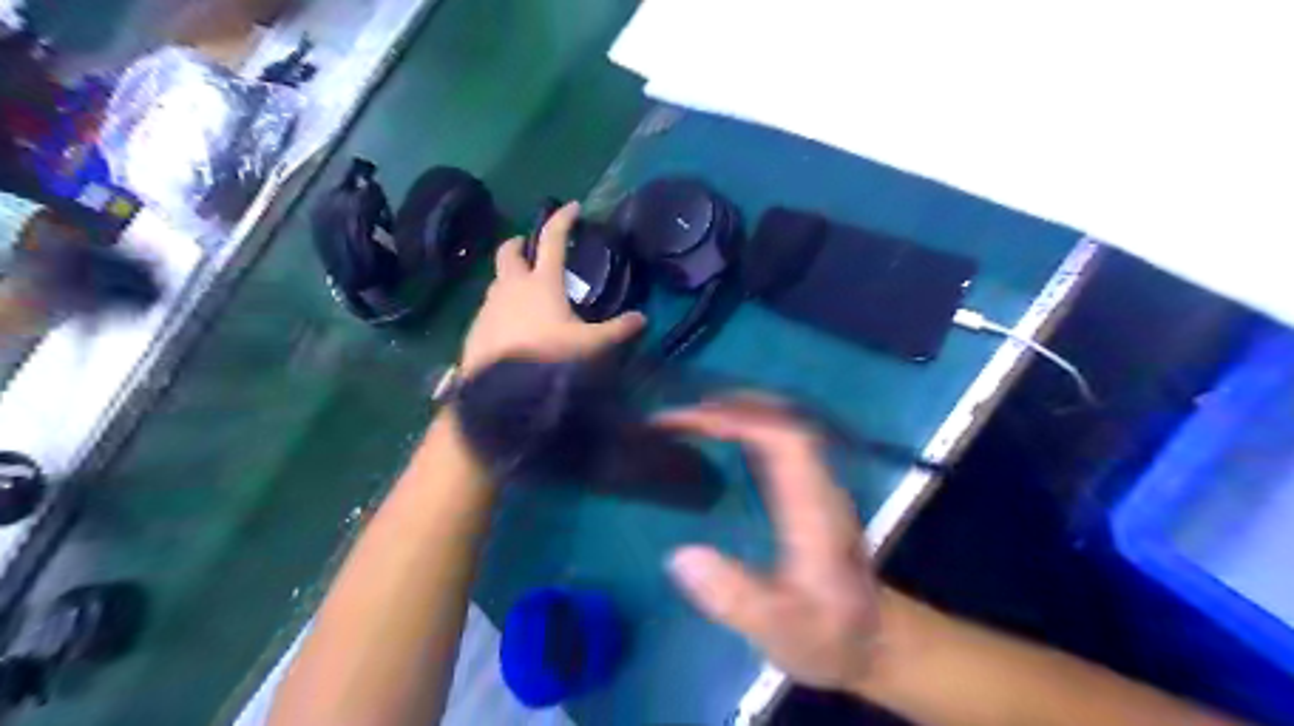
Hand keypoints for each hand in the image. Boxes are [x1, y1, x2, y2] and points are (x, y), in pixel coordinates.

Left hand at [462, 202, 646, 375]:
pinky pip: (489, 307)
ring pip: (497, 279)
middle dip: (520, 243)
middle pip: (509, 251)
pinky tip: (511, 325)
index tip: (573, 208)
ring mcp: (489, 305)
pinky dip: (501, 306)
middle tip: (531, 248)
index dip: (563, 220)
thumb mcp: (590, 345)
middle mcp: (511, 285)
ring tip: (525, 292)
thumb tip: (642, 319)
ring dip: (509, 277)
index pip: (553, 239)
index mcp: (541, 282)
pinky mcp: (476, 326)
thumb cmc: (549, 356)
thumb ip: (617, 330)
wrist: (500, 389)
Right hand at [660, 396, 878, 690]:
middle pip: (784, 418)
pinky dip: (745, 425)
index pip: (784, 439)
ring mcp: (817, 482)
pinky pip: (778, 439)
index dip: (738, 418)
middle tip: (679, 414)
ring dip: (737, 410)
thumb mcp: (783, 631)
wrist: (874, 641)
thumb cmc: (829, 636)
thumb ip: (737, 598)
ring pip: (783, 423)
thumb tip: (680, 556)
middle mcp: (819, 483)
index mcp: (814, 508)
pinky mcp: (809, 488)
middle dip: (731, 405)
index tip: (689, 420)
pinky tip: (719, 435)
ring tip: (690, 416)